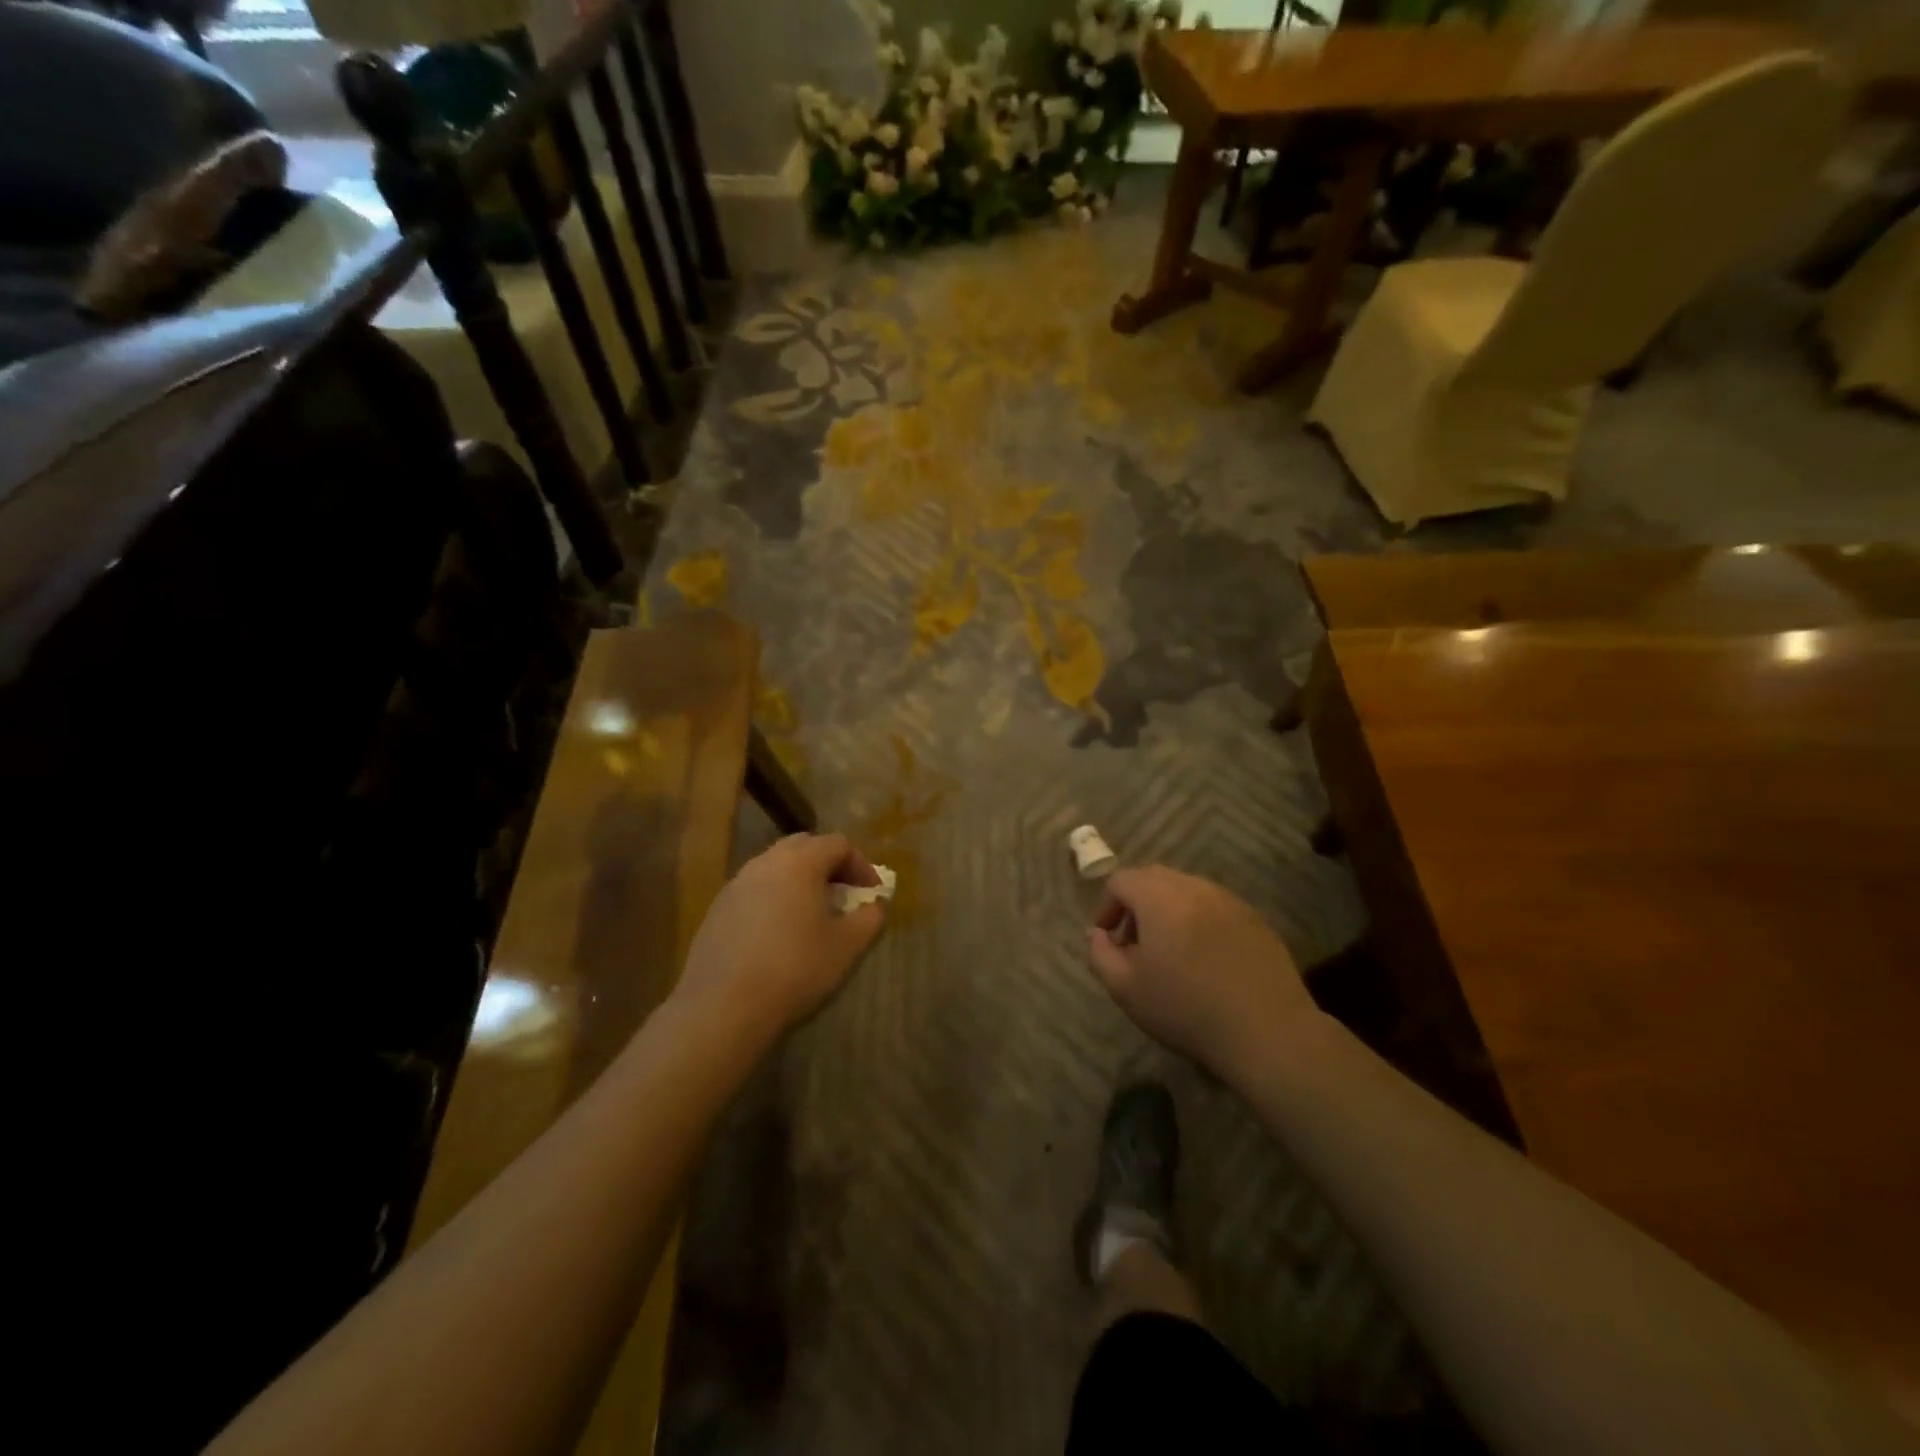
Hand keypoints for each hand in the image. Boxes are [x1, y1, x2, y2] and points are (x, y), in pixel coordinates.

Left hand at [674, 833, 886, 1040]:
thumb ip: (869, 919)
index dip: (860, 865)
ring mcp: (736, 884)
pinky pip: (754, 889)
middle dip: (828, 865)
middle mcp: (766, 862)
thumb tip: (876, 905)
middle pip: (803, 846)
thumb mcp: (846, 947)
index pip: (837, 844)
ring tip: (811, 913)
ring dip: (799, 880)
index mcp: (800, 862)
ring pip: (775, 867)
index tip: (871, 893)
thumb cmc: (795, 969)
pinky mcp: (717, 908)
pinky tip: (778, 933)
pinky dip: (774, 898)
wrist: (722, 1005)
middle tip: (843, 894)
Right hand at [1088, 866, 1317, 1078]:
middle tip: (1135, 943)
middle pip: (1154, 878)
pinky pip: (1215, 907)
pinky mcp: (1255, 919)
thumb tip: (1097, 934)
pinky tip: (1205, 960)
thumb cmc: (1187, 1009)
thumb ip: (1100, 954)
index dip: (1107, 906)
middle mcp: (1195, 887)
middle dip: (1136, 903)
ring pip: (1187, 890)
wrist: (1267, 1031)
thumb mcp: (1126, 988)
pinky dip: (1199, 921)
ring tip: (1170, 952)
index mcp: (1160, 897)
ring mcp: (1230, 901)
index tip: (1109, 938)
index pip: (1121, 880)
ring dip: (1169, 910)